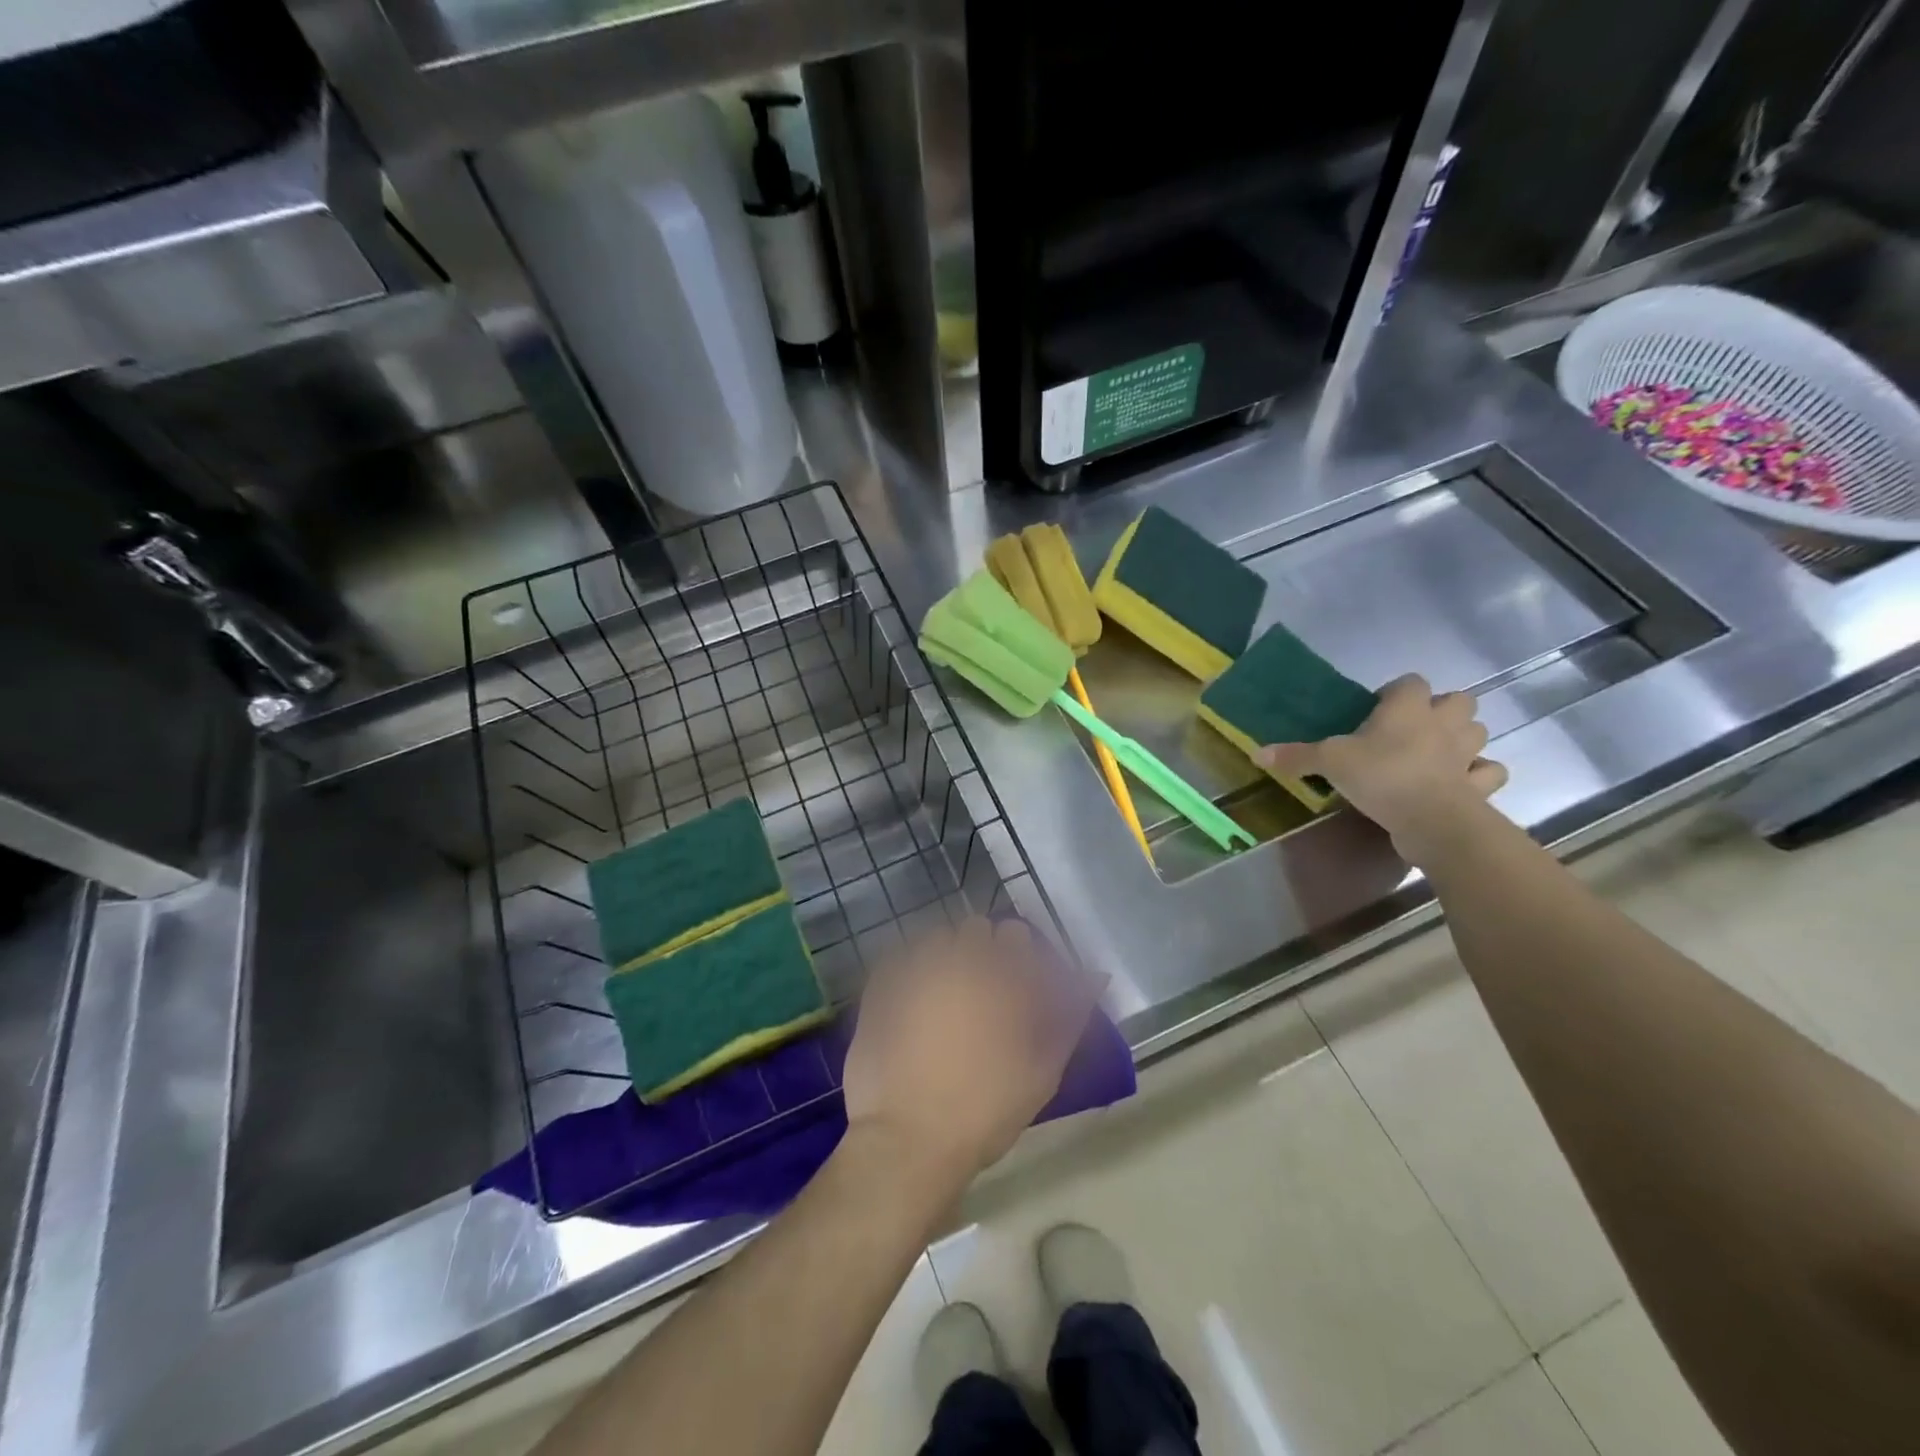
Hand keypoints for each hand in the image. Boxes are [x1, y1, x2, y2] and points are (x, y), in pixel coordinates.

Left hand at [842, 917, 1093, 1186]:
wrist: (908, 1141)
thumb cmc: (984, 1112)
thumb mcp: (1042, 1071)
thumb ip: (1070, 1017)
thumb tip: (1096, 975)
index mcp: (1001, 978)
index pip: (1016, 935)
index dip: (1018, 957)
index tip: (1015, 984)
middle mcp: (959, 961)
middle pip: (975, 929)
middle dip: (981, 952)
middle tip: (980, 993)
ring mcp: (915, 969)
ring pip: (937, 938)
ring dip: (945, 956)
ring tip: (943, 997)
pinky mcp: (880, 985)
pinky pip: (899, 957)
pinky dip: (909, 970)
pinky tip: (911, 1003)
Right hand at [1256, 674, 1507, 862]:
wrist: (1431, 820)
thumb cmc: (1381, 776)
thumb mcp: (1329, 762)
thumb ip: (1297, 756)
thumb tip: (1257, 753)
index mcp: (1408, 708)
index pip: (1410, 682)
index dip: (1396, 692)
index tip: (1377, 710)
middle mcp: (1443, 722)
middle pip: (1459, 700)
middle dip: (1442, 710)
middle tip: (1413, 728)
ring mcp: (1467, 753)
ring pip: (1478, 732)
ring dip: (1463, 738)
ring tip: (1437, 753)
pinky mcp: (1479, 784)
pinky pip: (1488, 773)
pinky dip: (1478, 775)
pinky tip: (1461, 782)